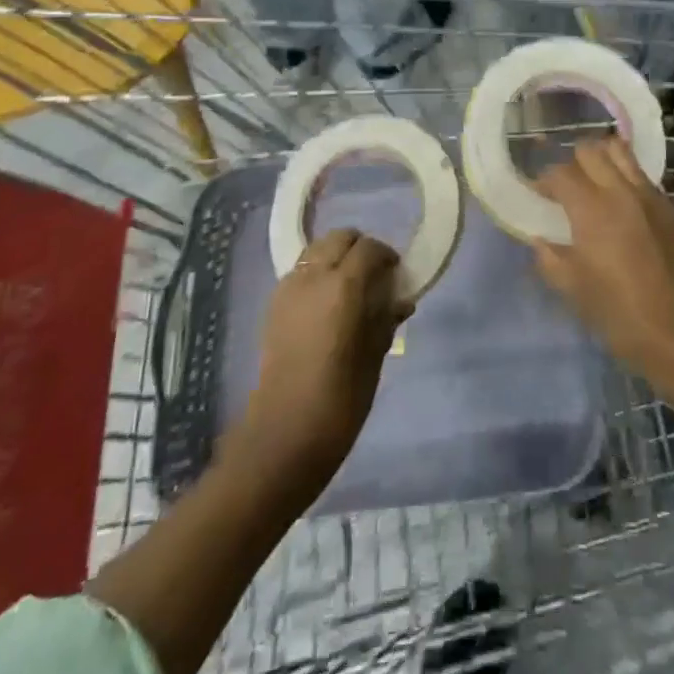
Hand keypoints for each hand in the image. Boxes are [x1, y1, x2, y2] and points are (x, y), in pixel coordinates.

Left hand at [233, 229, 409, 500]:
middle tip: (373, 275)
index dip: (386, 256)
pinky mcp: (273, 305)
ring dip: (335, 258)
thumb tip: (400, 299)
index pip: (369, 248)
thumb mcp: (374, 356)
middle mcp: (313, 277)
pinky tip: (325, 304)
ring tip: (348, 288)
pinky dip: (316, 274)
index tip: (396, 274)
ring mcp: (288, 288)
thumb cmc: (340, 399)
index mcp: (343, 286)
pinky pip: (300, 272)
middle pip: (339, 238)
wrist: (283, 435)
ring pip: (316, 251)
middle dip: (359, 248)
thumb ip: (385, 318)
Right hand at [532, 140, 673, 395]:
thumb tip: (540, 240)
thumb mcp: (576, 292)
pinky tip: (621, 204)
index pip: (560, 173)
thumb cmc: (623, 317)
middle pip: (589, 151)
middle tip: (566, 188)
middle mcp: (620, 190)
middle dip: (572, 163)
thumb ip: (551, 259)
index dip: (544, 180)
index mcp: (592, 209)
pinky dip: (625, 176)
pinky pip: (641, 174)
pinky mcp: (669, 206)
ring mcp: (649, 195)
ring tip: (594, 184)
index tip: (538, 195)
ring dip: (601, 160)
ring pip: (619, 151)